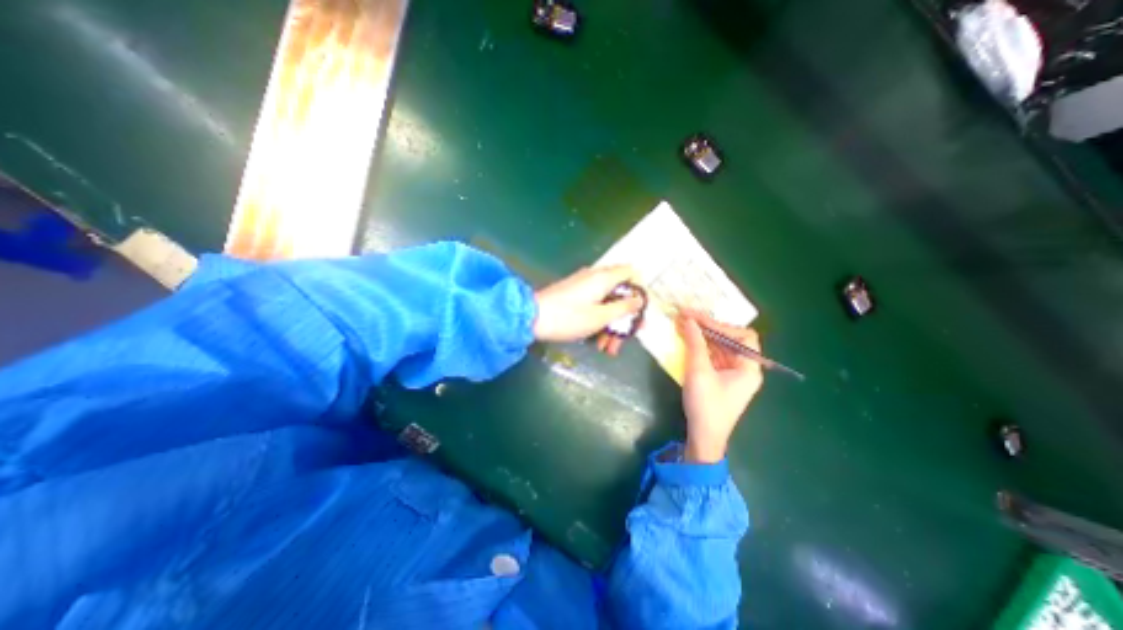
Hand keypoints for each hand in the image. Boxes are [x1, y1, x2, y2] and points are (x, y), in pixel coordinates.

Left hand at [532, 264, 645, 348]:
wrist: (530, 318)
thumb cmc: (568, 317)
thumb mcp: (600, 316)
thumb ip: (623, 307)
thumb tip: (640, 299)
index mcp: (604, 278)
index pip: (631, 273)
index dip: (639, 290)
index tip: (639, 311)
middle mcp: (594, 278)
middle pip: (619, 294)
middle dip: (624, 318)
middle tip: (626, 339)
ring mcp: (582, 287)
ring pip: (605, 304)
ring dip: (610, 326)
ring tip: (608, 349)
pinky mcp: (573, 296)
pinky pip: (592, 307)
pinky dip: (597, 323)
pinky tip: (596, 343)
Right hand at [674, 309, 763, 463]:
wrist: (704, 437)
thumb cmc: (706, 405)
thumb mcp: (699, 371)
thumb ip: (695, 343)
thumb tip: (689, 319)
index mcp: (749, 368)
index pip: (743, 336)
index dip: (721, 325)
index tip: (698, 319)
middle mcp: (745, 369)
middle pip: (731, 340)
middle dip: (709, 328)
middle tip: (688, 317)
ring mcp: (733, 375)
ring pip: (721, 348)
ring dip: (703, 336)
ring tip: (684, 324)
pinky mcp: (721, 379)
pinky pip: (714, 357)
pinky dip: (702, 348)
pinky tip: (688, 341)